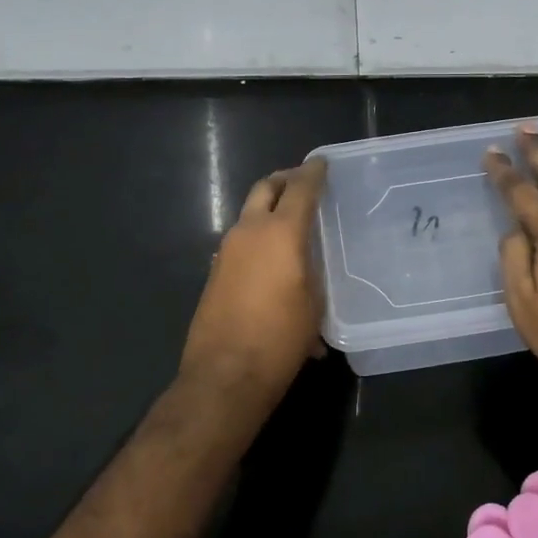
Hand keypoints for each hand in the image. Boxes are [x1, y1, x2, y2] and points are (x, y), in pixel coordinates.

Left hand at [179, 157, 327, 397]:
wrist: (225, 374)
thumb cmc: (280, 339)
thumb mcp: (313, 306)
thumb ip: (312, 275)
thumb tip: (310, 276)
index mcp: (281, 233)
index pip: (300, 189)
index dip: (313, 172)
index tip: (322, 163)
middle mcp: (249, 232)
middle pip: (265, 188)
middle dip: (284, 180)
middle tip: (302, 182)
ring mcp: (226, 251)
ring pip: (249, 214)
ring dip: (268, 209)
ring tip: (291, 224)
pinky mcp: (215, 271)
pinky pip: (240, 241)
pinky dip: (257, 238)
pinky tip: (273, 262)